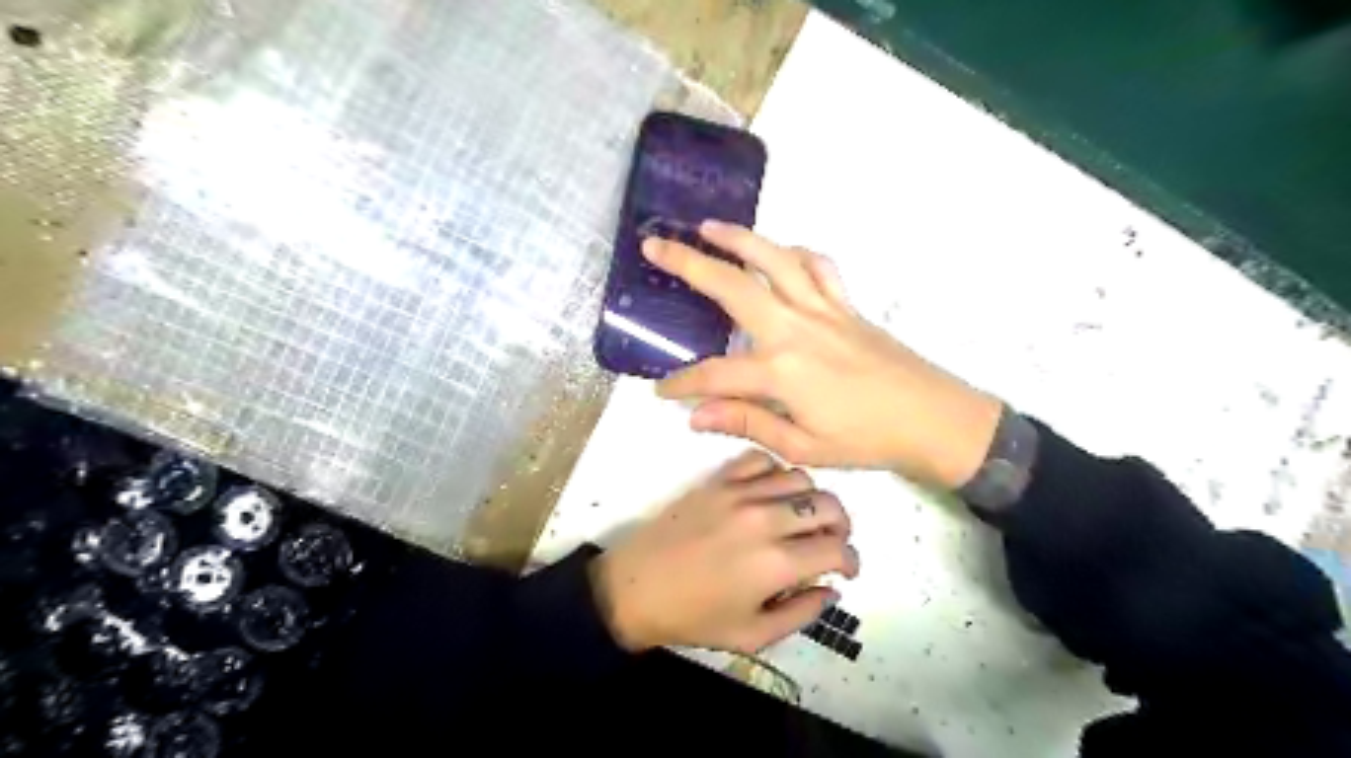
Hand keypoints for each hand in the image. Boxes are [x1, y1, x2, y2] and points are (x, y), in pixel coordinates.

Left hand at [597, 454, 860, 654]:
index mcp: (776, 563)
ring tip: (802, 517)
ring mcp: (740, 493)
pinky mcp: (718, 480)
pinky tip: (770, 493)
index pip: (837, 548)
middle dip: (840, 525)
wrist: (636, 587)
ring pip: (800, 477)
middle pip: (827, 505)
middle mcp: (765, 519)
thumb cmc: (694, 617)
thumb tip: (831, 589)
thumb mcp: (752, 635)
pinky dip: (775, 472)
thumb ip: (801, 614)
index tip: (845, 570)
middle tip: (830, 542)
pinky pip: (760, 459)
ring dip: (811, 497)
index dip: (851, 561)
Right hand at [640, 221, 999, 489]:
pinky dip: (796, 253)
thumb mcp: (802, 446)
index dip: (682, 384)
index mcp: (781, 371)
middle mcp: (795, 329)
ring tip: (708, 227)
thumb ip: (748, 423)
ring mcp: (822, 309)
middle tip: (654, 244)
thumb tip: (696, 416)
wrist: (933, 418)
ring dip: (738, 239)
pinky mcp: (846, 305)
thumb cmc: (866, 440)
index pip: (713, 375)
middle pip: (732, 287)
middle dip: (688, 263)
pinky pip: (818, 266)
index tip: (662, 391)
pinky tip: (781, 252)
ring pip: (774, 260)